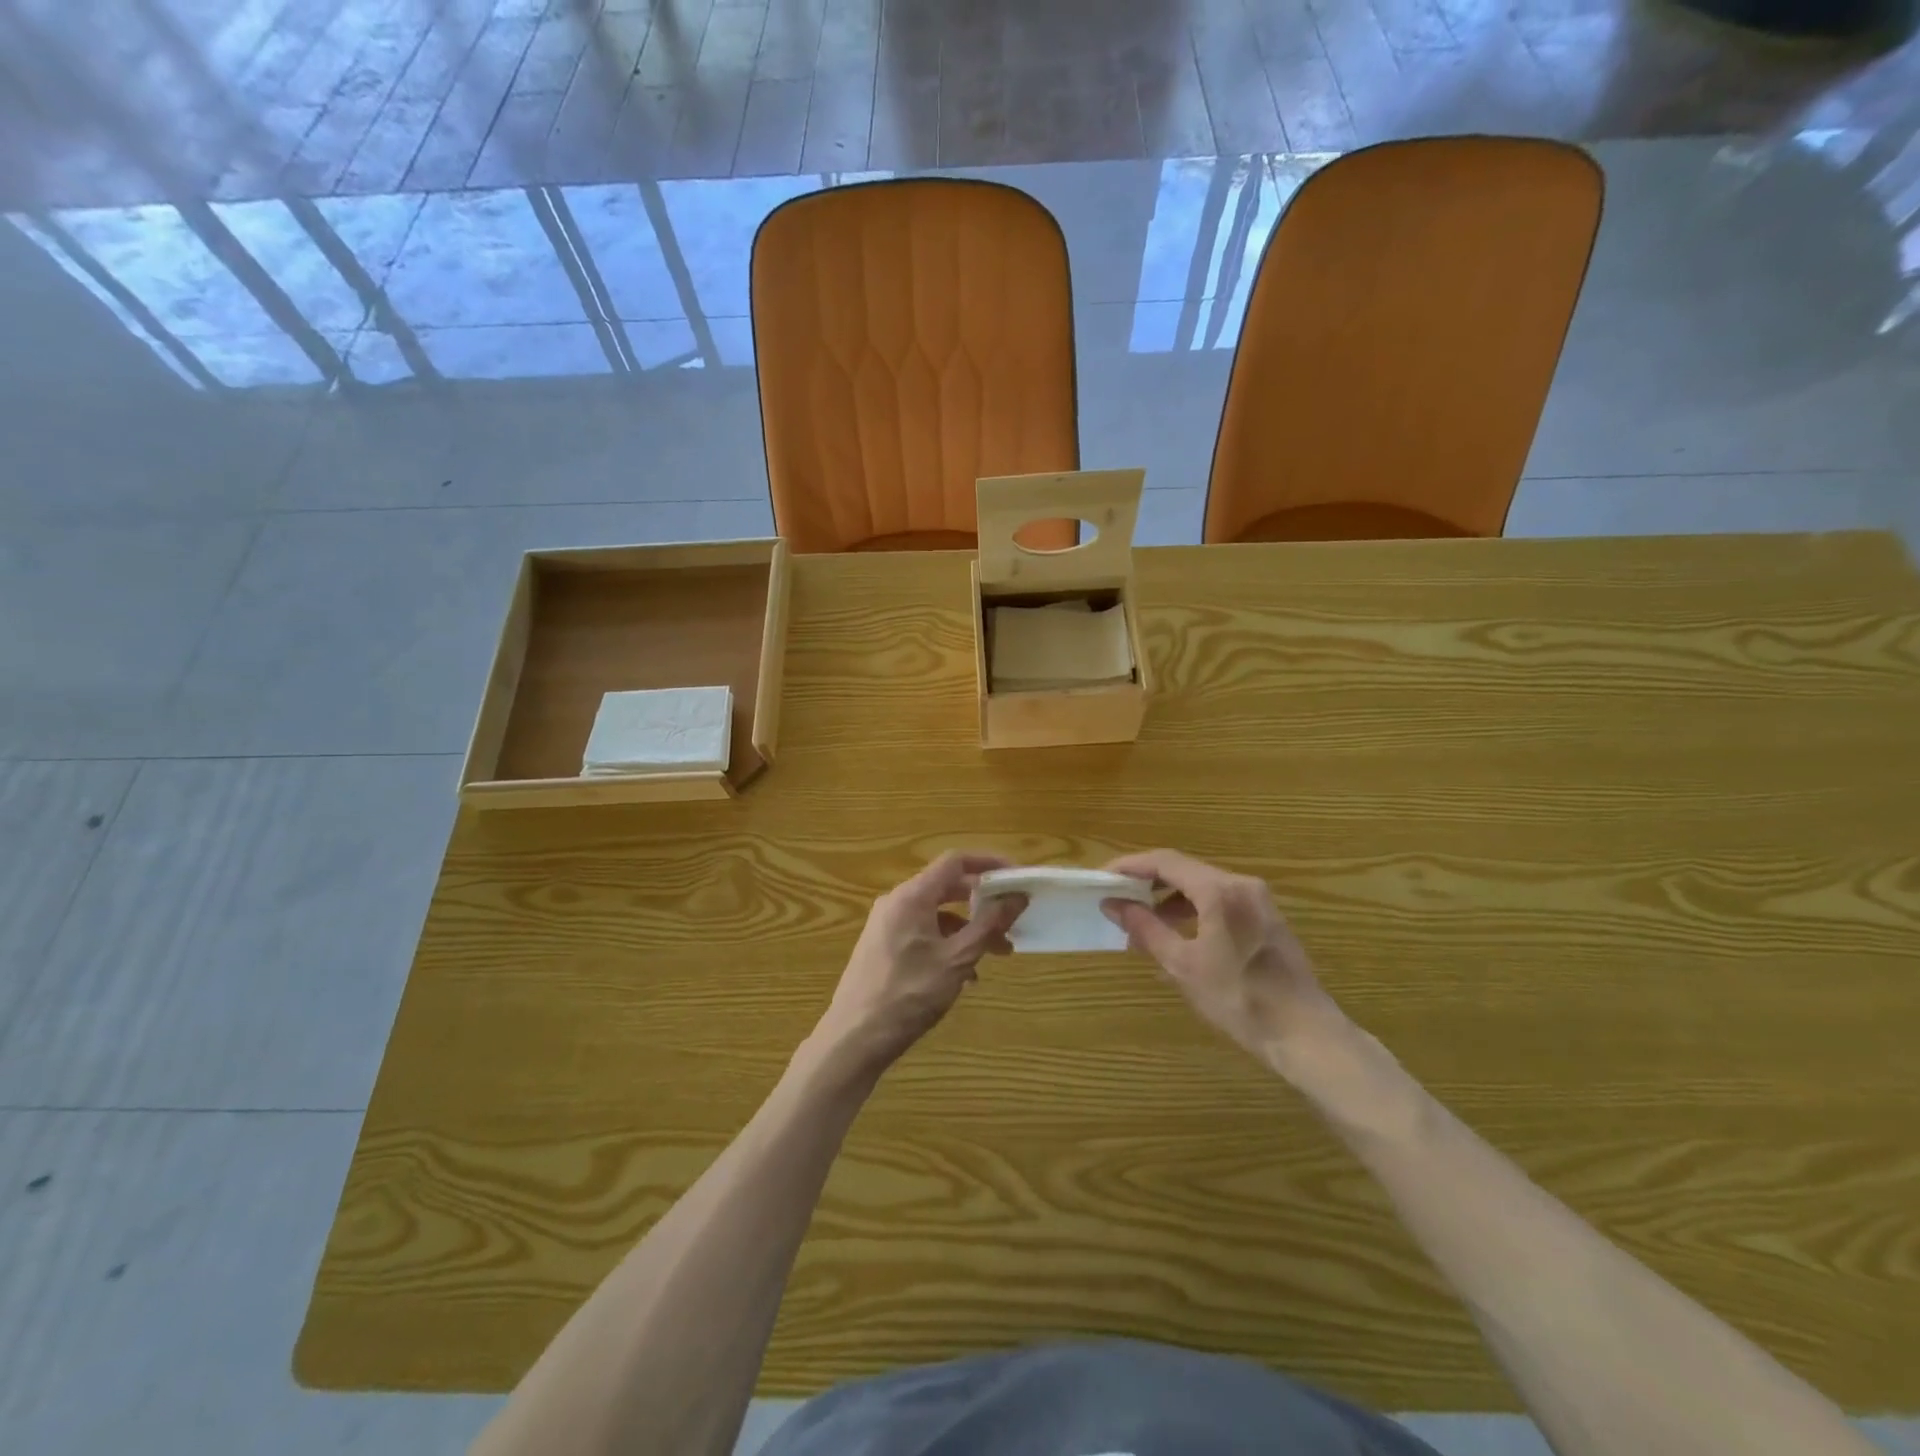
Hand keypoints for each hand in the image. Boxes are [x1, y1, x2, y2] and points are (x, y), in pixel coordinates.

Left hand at [813, 852, 1022, 1077]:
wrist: (854, 1038)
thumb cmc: (909, 994)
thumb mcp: (957, 959)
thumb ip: (989, 924)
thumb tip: (1017, 896)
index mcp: (912, 896)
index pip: (955, 861)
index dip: (988, 864)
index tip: (1015, 877)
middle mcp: (896, 902)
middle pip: (946, 887)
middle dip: (982, 903)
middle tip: (1012, 919)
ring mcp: (886, 924)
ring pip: (936, 914)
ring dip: (967, 929)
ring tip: (995, 955)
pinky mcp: (882, 946)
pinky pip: (922, 932)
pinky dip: (947, 943)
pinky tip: (964, 975)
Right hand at [1101, 849, 1350, 1074]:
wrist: (1305, 1035)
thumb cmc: (1240, 999)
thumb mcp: (1183, 965)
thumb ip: (1146, 928)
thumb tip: (1113, 904)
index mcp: (1220, 890)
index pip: (1165, 861)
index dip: (1130, 865)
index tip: (1103, 877)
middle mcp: (1241, 884)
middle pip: (1184, 870)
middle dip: (1148, 883)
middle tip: (1117, 900)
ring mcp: (1258, 900)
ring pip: (1202, 886)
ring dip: (1169, 899)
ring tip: (1142, 924)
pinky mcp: (1266, 918)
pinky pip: (1220, 901)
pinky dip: (1192, 910)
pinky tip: (1177, 935)